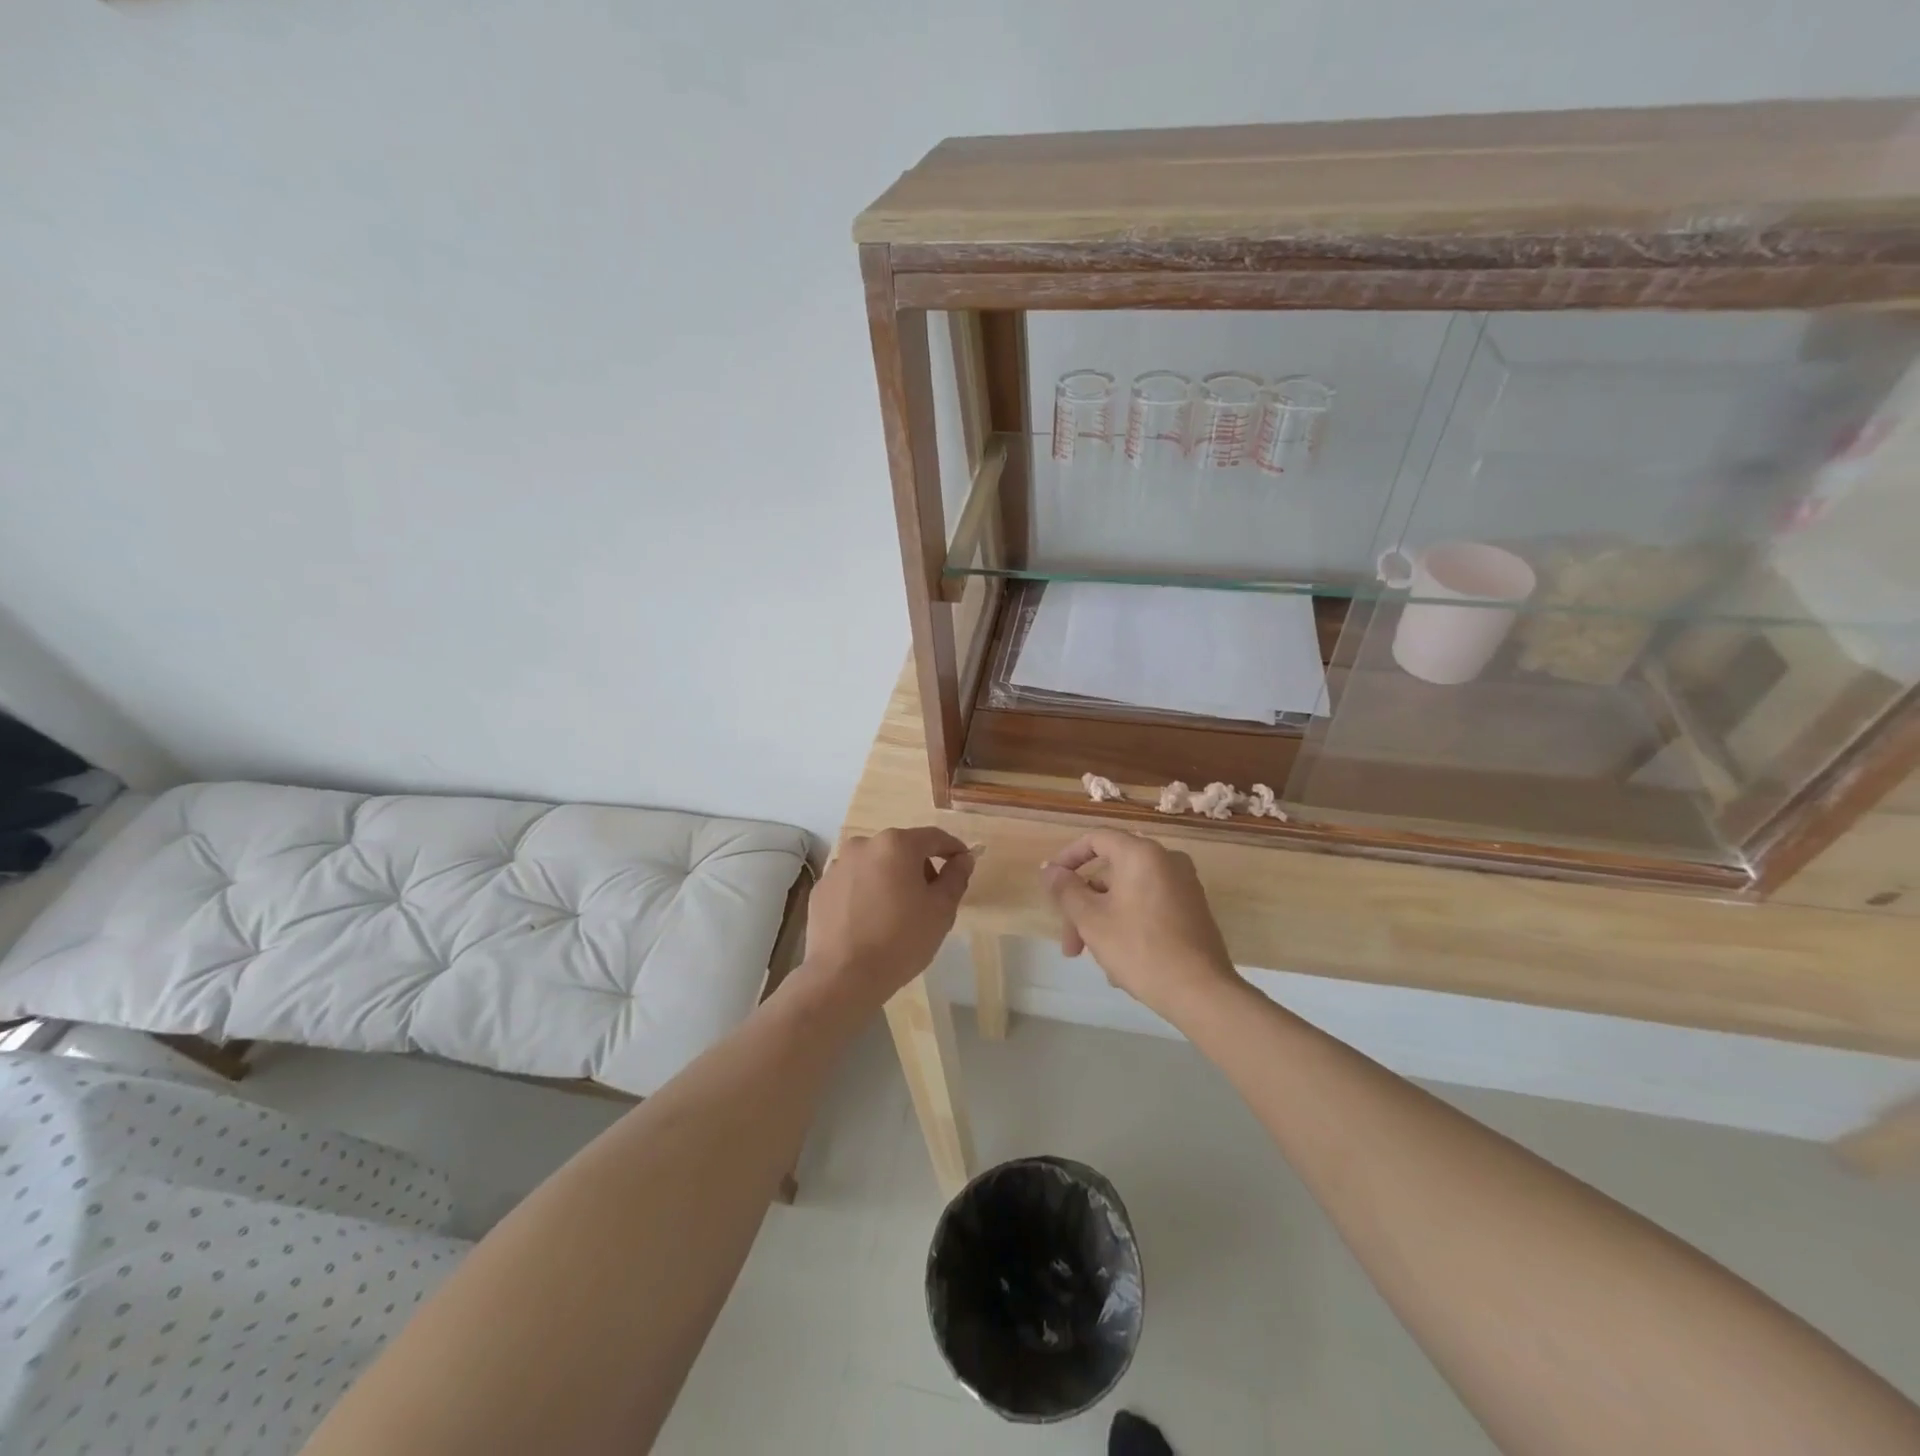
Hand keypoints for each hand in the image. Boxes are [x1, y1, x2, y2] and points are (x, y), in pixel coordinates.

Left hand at [803, 827, 974, 1008]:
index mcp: (896, 844)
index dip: (953, 849)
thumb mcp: (941, 910)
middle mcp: (864, 845)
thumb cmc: (901, 940)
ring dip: (890, 878)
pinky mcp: (821, 888)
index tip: (963, 864)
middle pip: (902, 849)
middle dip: (920, 867)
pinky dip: (866, 893)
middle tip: (931, 898)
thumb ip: (956, 877)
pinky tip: (870, 921)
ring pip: (876, 865)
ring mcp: (838, 866)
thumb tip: (963, 859)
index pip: (934, 837)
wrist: (843, 976)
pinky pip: (853, 883)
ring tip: (897, 912)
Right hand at [1041, 829, 1239, 1025]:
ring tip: (1098, 962)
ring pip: (1128, 894)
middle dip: (1084, 907)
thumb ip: (1066, 890)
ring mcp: (1184, 885)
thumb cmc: (1139, 949)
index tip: (1052, 884)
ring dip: (1103, 921)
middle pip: (1110, 872)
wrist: (1201, 992)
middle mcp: (1166, 860)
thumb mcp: (1091, 920)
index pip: (1096, 839)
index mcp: (1141, 853)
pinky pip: (1149, 906)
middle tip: (1071, 946)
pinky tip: (1121, 964)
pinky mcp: (1193, 910)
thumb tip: (1049, 869)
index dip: (1068, 858)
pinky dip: (1128, 925)